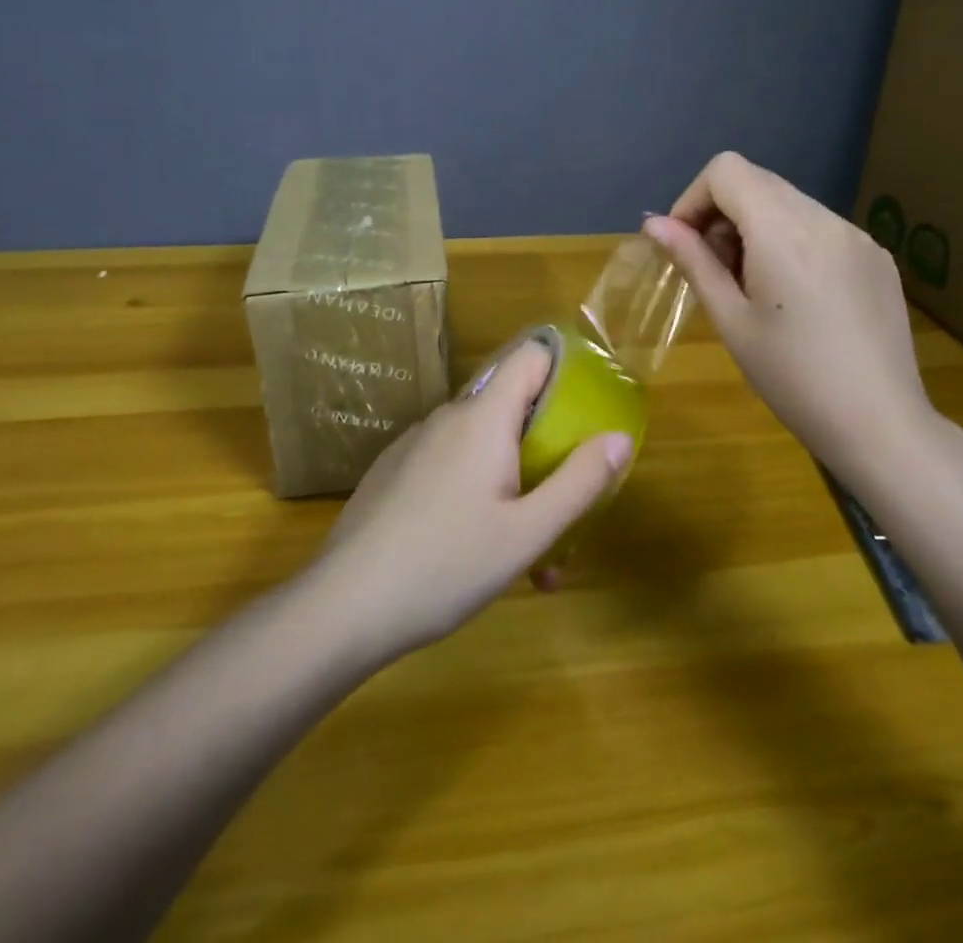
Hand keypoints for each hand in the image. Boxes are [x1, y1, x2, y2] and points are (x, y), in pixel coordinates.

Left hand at [319, 342, 632, 659]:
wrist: (343, 606)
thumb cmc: (446, 565)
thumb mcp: (527, 533)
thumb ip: (579, 482)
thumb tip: (619, 437)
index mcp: (483, 418)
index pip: (530, 356)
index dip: (565, 369)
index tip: (590, 409)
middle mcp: (448, 417)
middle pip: (512, 409)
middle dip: (546, 450)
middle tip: (564, 507)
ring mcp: (415, 444)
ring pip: (481, 447)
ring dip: (514, 485)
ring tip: (529, 559)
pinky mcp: (393, 472)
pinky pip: (449, 467)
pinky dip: (476, 494)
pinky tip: (475, 553)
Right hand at [643, 152, 937, 476]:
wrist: (880, 424)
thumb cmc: (791, 377)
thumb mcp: (731, 319)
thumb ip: (693, 261)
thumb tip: (655, 225)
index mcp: (783, 229)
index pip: (726, 170)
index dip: (693, 199)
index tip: (685, 245)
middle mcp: (824, 217)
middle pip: (757, 181)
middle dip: (722, 214)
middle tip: (716, 272)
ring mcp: (857, 235)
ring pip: (789, 203)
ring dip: (757, 228)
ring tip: (755, 288)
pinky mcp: (877, 257)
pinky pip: (821, 228)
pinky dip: (792, 242)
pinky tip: (797, 298)